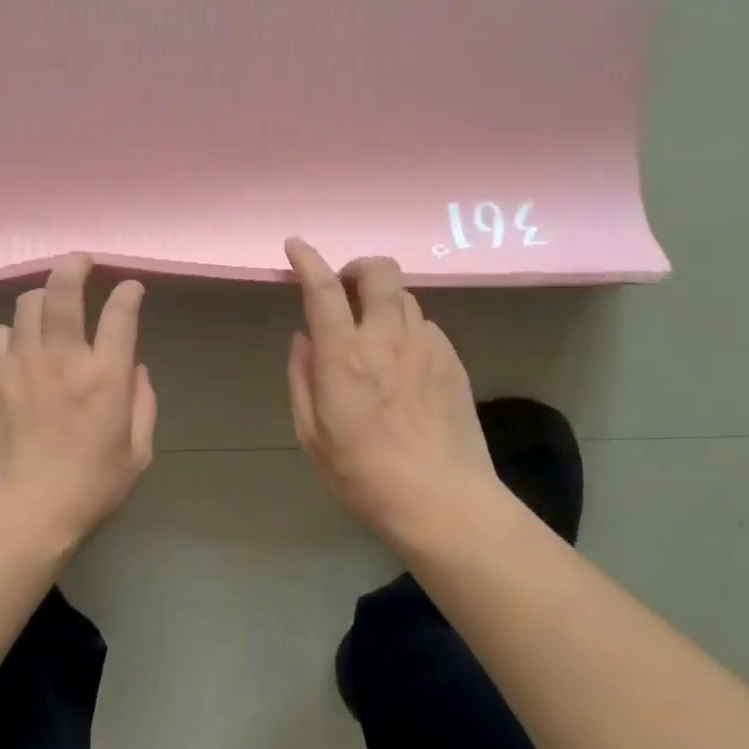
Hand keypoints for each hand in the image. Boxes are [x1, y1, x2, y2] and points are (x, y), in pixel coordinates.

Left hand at [0, 254, 156, 545]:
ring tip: (50, 304)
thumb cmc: (89, 490)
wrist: (21, 514)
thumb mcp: (138, 455)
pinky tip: (20, 344)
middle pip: (64, 289)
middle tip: (82, 261)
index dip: (128, 292)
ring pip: (28, 304)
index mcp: (105, 376)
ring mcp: (22, 364)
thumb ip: (143, 405)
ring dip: (43, 296)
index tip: (130, 288)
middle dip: (76, 265)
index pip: (120, 313)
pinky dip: (13, 331)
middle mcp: (63, 358)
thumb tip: (135, 370)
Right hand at [284, 238, 502, 535]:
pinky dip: (406, 329)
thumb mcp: (312, 436)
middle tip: (345, 289)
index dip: (307, 261)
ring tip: (373, 332)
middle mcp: (387, 339)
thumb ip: (302, 378)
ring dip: (382, 301)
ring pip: (405, 296)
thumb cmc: (364, 476)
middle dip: (357, 267)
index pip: (324, 290)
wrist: (443, 502)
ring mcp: (427, 346)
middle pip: (380, 272)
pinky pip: (425, 326)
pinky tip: (403, 363)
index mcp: (344, 356)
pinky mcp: (453, 361)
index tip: (296, 247)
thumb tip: (303, 338)